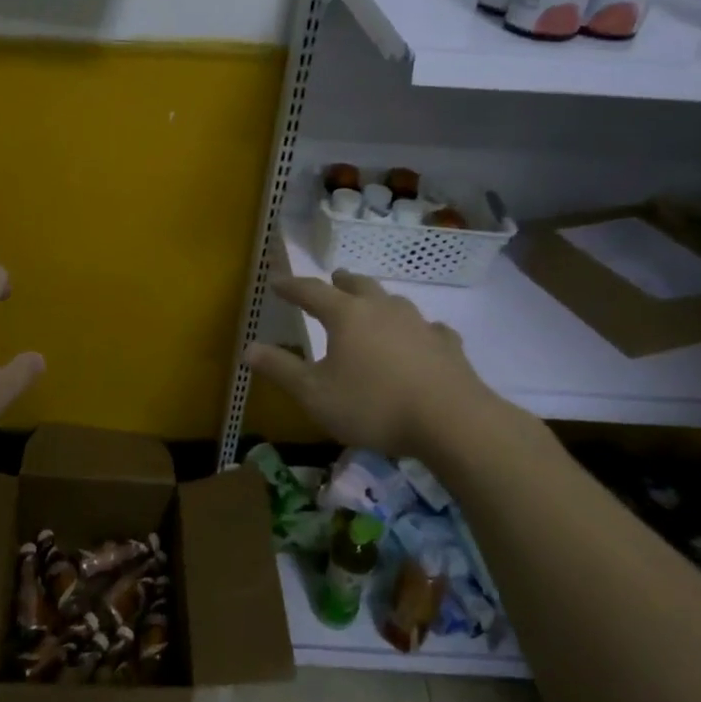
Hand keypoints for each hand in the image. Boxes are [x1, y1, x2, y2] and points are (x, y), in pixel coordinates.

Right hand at [247, 270, 506, 460]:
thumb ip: (281, 369)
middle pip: (358, 285)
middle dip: (341, 282)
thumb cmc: (373, 406)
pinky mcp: (448, 345)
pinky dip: (418, 329)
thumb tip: (248, 348)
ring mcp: (419, 324)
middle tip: (332, 280)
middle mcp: (382, 309)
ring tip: (372, 306)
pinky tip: (423, 337)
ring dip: (378, 300)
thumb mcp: (315, 394)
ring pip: (394, 301)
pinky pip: (430, 328)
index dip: (291, 286)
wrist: (452, 422)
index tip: (276, 283)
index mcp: (346, 315)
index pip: (311, 292)